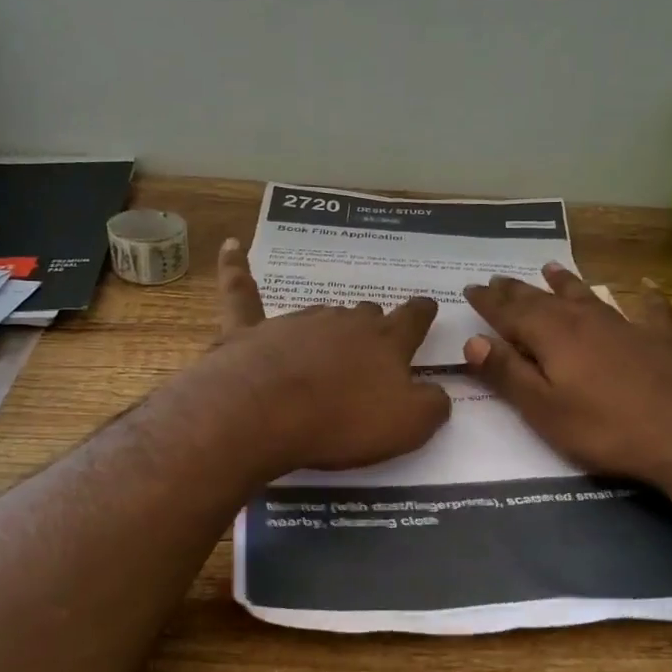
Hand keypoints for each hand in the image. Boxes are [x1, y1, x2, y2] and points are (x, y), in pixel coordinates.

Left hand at [201, 237, 450, 474]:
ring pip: (321, 312)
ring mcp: (296, 321)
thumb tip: (439, 392)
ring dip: (328, 324)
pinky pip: (242, 292)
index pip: (413, 318)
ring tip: (328, 340)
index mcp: (385, 340)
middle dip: (373, 325)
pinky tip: (231, 246)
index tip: (427, 305)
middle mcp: (344, 321)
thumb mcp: (409, 425)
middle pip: (366, 314)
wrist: (265, 412)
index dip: (423, 313)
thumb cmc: (343, 420)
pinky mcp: (249, 329)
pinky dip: (236, 268)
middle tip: (372, 343)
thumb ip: (433, 405)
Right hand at [462, 264, 671, 485]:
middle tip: (498, 279)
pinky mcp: (658, 339)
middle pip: (543, 299)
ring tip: (550, 268)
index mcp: (551, 335)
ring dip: (565, 282)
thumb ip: (507, 373)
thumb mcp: (543, 409)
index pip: (509, 312)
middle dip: (517, 290)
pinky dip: (645, 295)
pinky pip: (649, 308)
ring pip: (587, 295)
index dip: (488, 302)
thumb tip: (473, 342)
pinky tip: (647, 284)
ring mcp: (624, 325)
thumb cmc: (604, 427)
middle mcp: (584, 319)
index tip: (470, 288)